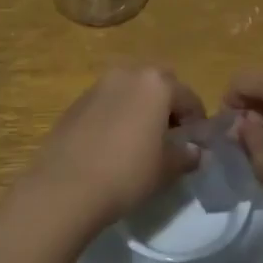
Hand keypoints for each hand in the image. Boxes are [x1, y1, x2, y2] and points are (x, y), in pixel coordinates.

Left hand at [18, 66, 206, 239]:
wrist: (65, 187)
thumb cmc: (127, 173)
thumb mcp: (166, 168)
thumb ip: (186, 155)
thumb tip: (193, 151)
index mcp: (156, 84)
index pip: (188, 97)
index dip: (197, 121)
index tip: (196, 144)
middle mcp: (127, 75)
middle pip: (158, 84)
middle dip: (168, 105)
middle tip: (169, 136)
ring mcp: (97, 86)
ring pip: (130, 90)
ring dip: (140, 107)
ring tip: (140, 140)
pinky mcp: (75, 103)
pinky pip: (107, 103)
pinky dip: (116, 115)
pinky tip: (113, 144)